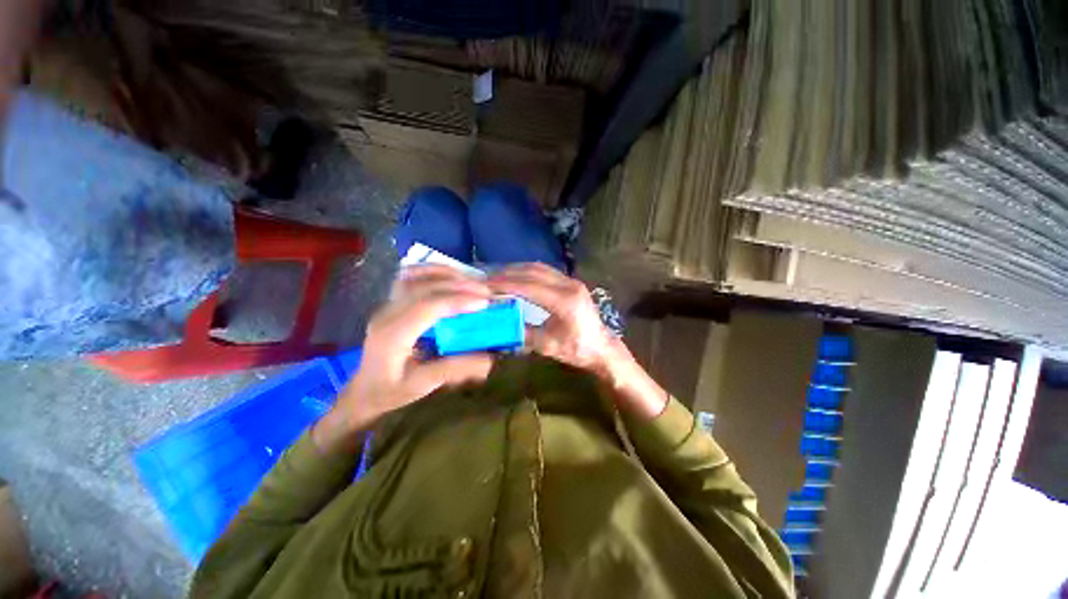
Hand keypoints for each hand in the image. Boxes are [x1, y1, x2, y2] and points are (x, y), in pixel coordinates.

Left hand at [313, 265, 494, 451]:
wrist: (363, 391)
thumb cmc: (390, 391)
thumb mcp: (423, 385)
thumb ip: (454, 369)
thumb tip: (490, 359)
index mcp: (393, 335)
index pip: (427, 307)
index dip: (457, 300)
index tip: (484, 302)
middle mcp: (387, 313)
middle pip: (424, 287)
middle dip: (459, 285)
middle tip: (486, 291)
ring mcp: (388, 305)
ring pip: (415, 276)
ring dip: (447, 274)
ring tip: (473, 280)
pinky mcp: (392, 302)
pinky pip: (411, 277)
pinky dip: (434, 271)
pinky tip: (452, 276)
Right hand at [486, 263, 614, 372]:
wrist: (602, 347)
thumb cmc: (577, 349)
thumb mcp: (547, 346)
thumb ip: (522, 333)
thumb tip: (498, 323)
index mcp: (565, 301)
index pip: (529, 286)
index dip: (505, 284)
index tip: (485, 285)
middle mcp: (569, 285)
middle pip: (532, 272)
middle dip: (507, 274)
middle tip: (486, 278)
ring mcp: (571, 281)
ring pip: (539, 268)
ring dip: (516, 270)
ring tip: (497, 275)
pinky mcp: (571, 282)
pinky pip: (545, 271)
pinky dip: (527, 271)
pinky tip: (515, 276)